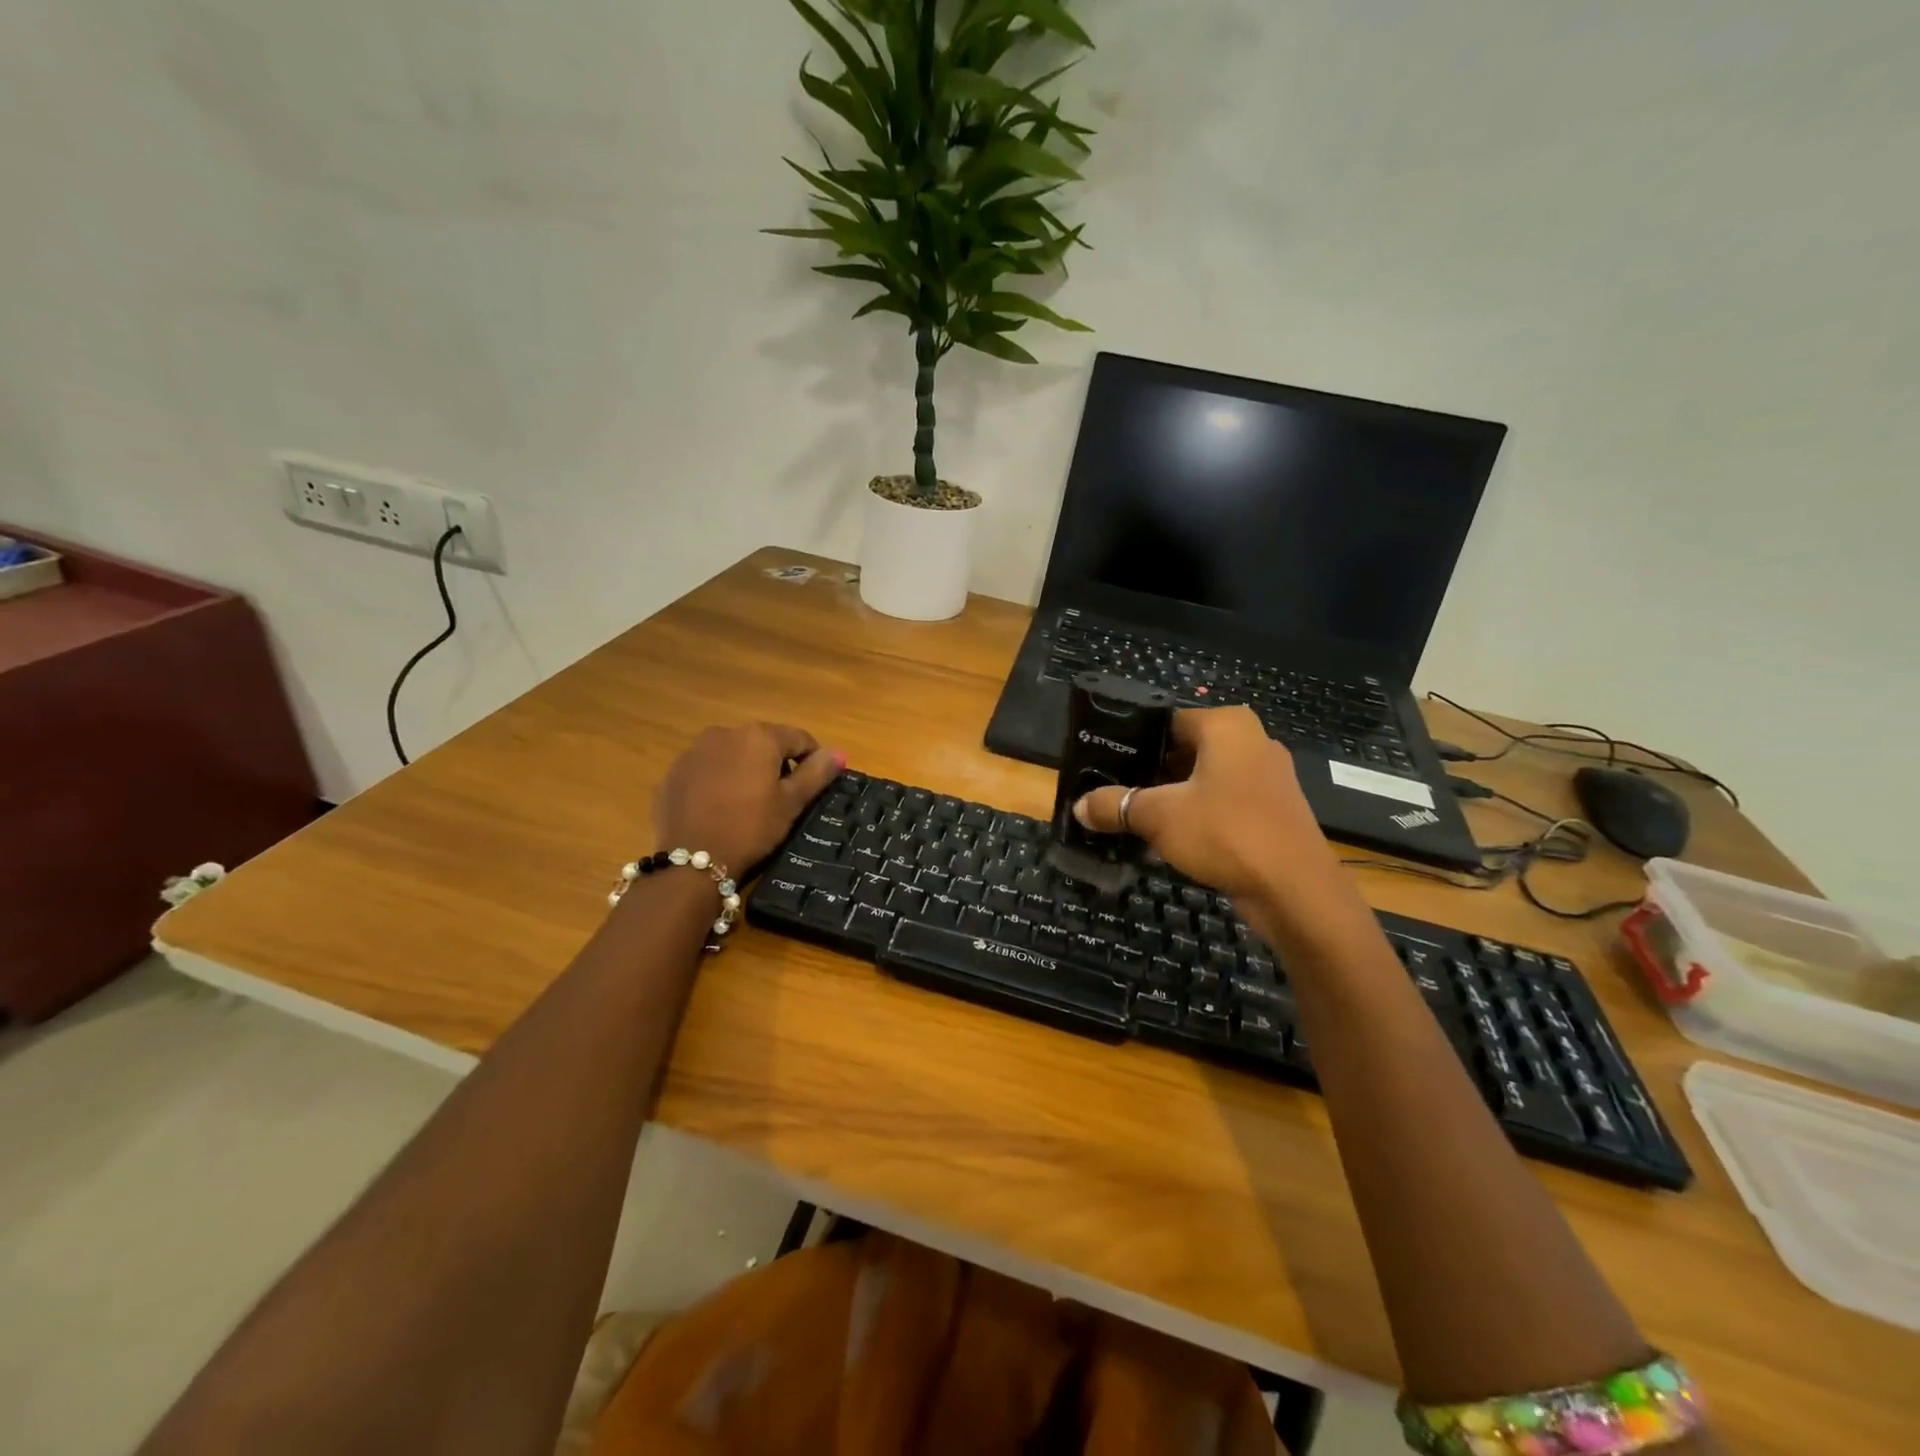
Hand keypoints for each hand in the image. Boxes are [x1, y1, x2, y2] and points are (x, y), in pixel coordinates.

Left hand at [655, 723, 842, 875]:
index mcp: (759, 737)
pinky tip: (721, 806)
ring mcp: (695, 750)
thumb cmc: (751, 828)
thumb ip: (816, 773)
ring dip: (746, 769)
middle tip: (782, 796)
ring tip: (750, 802)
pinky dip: (719, 779)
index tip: (815, 783)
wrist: (691, 860)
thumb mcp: (791, 803)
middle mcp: (725, 733)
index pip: (798, 737)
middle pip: (763, 742)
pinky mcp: (675, 771)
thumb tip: (838, 753)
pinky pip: (708, 768)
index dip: (812, 757)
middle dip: (777, 763)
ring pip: (733, 753)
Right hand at [1073, 707, 1342, 906]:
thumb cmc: (1225, 833)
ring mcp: (1266, 778)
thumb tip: (1079, 807)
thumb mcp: (1158, 816)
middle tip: (1111, 792)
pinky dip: (1196, 816)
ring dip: (1171, 798)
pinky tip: (1167, 840)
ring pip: (1203, 779)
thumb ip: (1115, 805)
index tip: (1104, 763)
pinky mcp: (1272, 811)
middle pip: (1184, 750)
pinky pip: (1222, 803)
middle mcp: (1251, 741)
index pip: (1166, 720)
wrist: (1296, 891)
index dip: (1133, 741)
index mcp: (1226, 726)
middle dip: (1149, 773)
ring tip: (1132, 818)